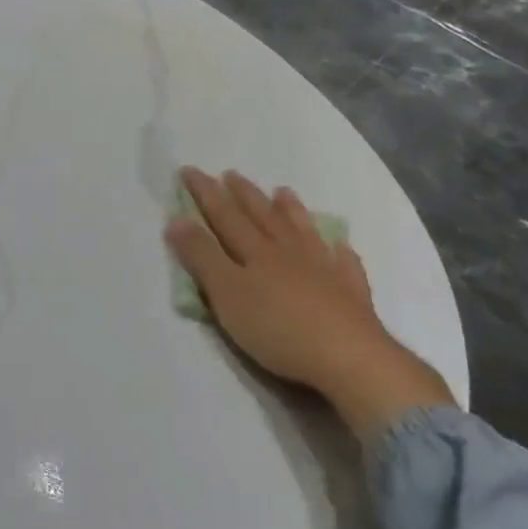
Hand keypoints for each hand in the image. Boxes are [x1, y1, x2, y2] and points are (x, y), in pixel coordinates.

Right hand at [166, 168, 451, 442]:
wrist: (348, 358)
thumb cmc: (277, 328)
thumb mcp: (226, 294)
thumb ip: (202, 257)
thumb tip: (177, 219)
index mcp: (256, 252)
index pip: (224, 216)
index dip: (206, 193)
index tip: (190, 170)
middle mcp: (289, 252)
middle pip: (263, 217)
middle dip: (243, 195)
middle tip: (231, 173)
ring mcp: (324, 270)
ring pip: (302, 231)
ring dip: (290, 210)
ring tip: (282, 191)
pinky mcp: (350, 294)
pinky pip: (344, 263)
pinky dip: (339, 250)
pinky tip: (339, 245)